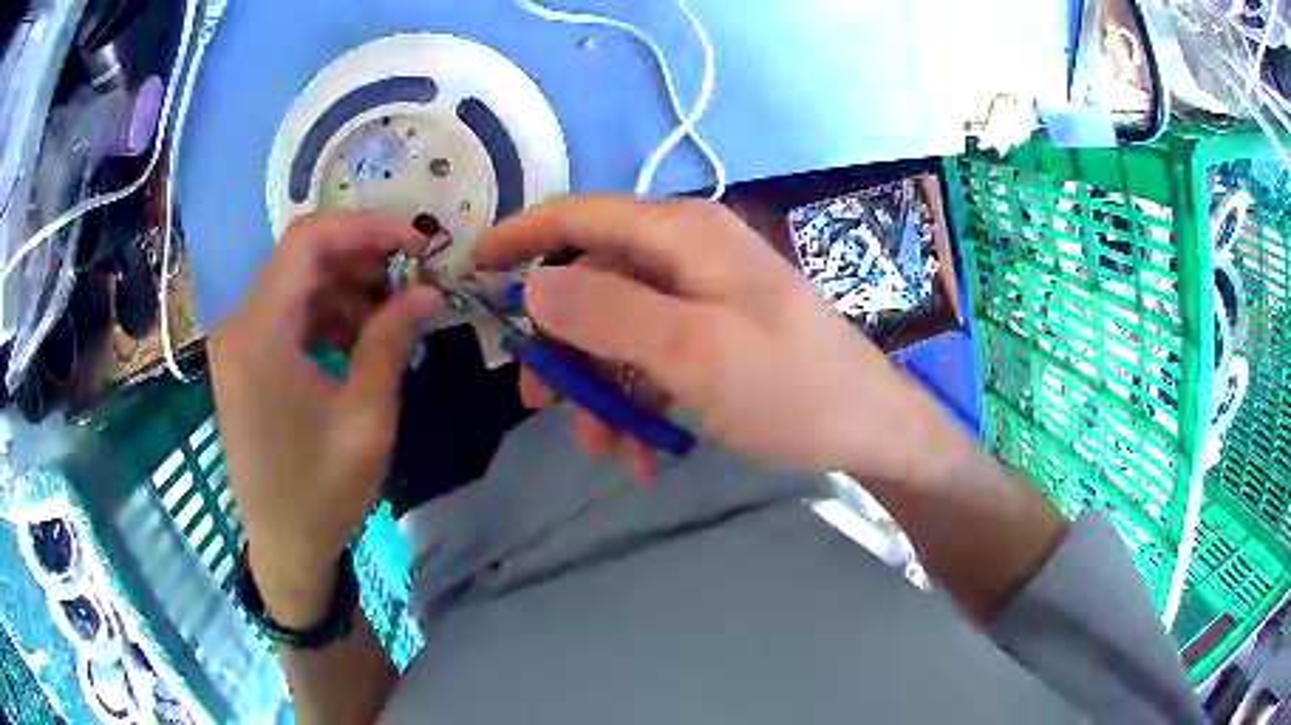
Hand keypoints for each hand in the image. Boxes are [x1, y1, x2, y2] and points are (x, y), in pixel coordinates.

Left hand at [210, 212, 439, 623]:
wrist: (283, 547)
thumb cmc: (321, 491)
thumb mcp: (366, 417)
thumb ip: (392, 341)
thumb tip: (429, 291)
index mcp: (259, 332)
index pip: (308, 241)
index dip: (366, 228)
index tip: (416, 243)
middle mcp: (240, 324)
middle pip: (302, 258)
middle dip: (363, 258)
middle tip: (414, 278)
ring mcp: (239, 342)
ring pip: (298, 284)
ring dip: (348, 288)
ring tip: (395, 315)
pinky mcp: (246, 361)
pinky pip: (289, 316)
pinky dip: (328, 315)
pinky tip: (361, 340)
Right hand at [474, 195, 939, 480]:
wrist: (869, 428)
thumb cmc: (792, 388)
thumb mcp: (695, 352)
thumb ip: (610, 313)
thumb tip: (533, 287)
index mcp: (682, 234)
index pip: (579, 215)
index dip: (520, 237)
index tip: (472, 271)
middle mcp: (687, 252)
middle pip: (591, 278)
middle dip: (560, 343)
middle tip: (536, 400)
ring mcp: (701, 293)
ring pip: (617, 327)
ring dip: (599, 387)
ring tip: (605, 449)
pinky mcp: (712, 332)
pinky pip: (651, 355)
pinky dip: (636, 400)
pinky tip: (645, 452)